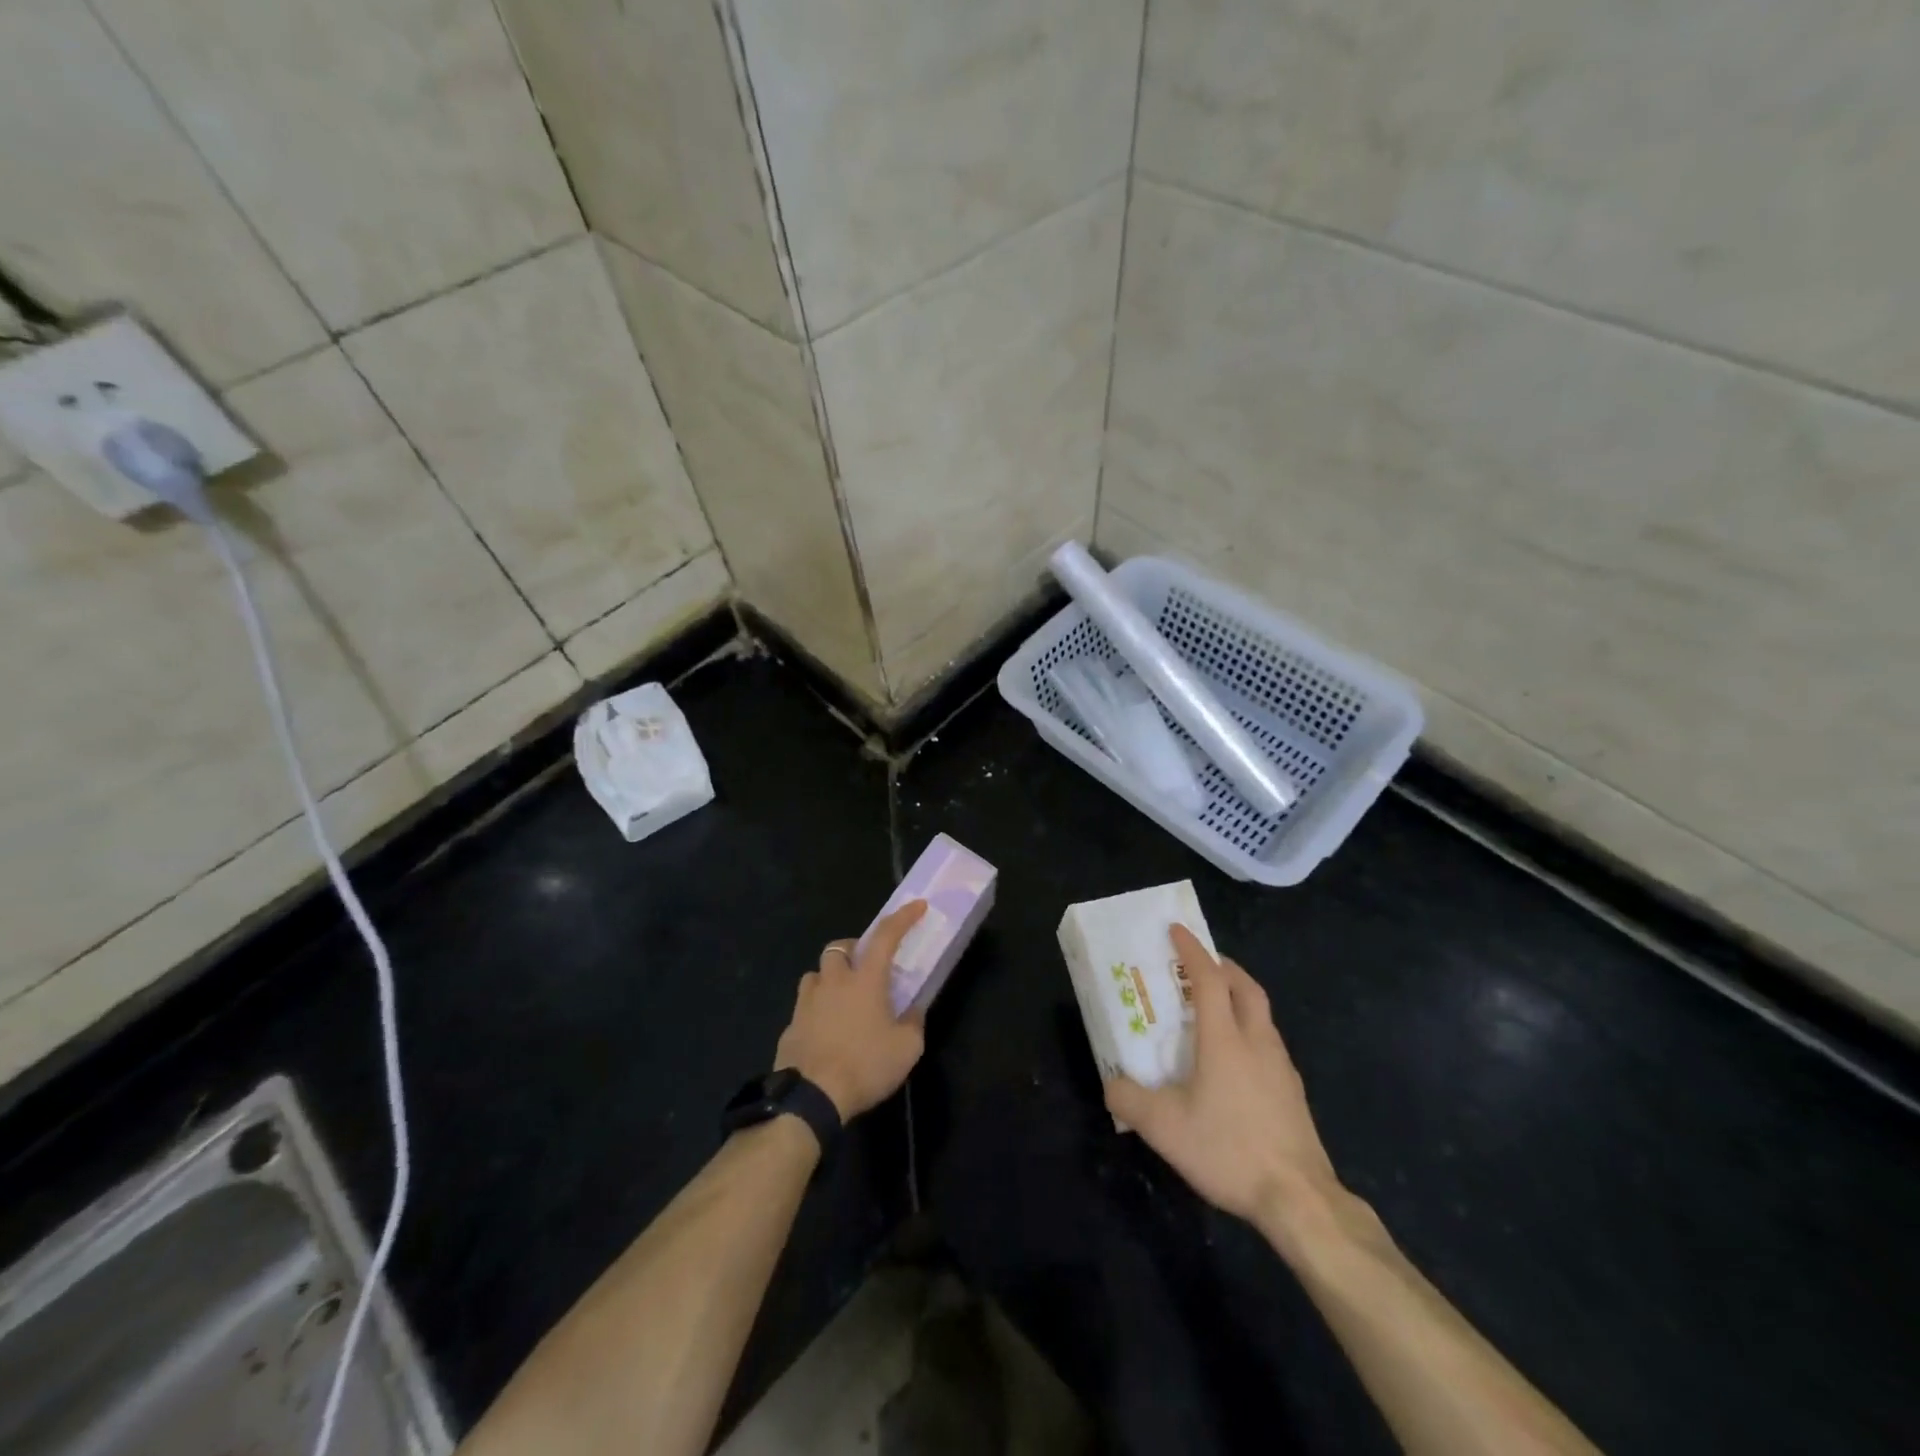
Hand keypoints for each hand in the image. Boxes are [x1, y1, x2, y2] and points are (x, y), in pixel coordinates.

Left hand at [774, 900, 927, 1120]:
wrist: (811, 1097)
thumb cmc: (865, 1066)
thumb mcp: (906, 1049)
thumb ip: (914, 1023)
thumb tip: (913, 1010)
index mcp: (865, 980)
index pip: (886, 936)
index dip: (903, 918)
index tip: (917, 906)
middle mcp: (833, 982)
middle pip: (838, 948)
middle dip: (853, 950)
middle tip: (867, 967)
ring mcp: (807, 1002)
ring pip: (816, 974)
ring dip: (830, 978)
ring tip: (843, 999)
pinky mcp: (790, 1026)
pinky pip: (805, 1006)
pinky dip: (817, 1010)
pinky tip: (826, 1032)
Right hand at [1105, 925, 1340, 1230]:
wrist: (1300, 1200)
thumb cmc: (1229, 1150)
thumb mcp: (1164, 1129)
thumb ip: (1129, 1100)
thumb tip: (1112, 1083)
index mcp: (1224, 1039)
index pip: (1209, 979)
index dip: (1192, 950)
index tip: (1176, 930)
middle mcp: (1256, 1041)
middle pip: (1245, 986)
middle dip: (1222, 966)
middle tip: (1199, 965)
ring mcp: (1281, 1066)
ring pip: (1261, 1013)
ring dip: (1239, 996)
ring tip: (1214, 1008)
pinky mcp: (1293, 1091)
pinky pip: (1268, 1041)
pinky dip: (1249, 1029)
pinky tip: (1235, 1059)